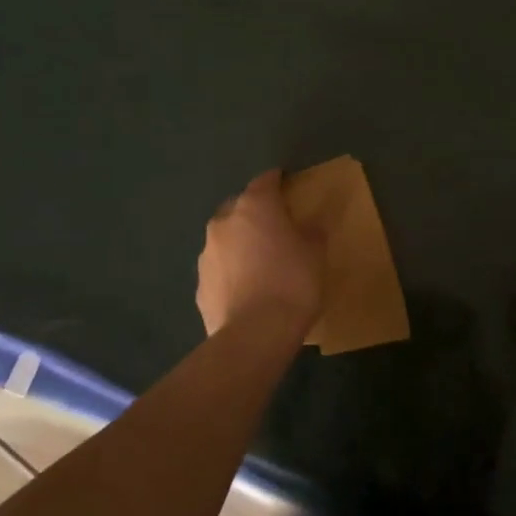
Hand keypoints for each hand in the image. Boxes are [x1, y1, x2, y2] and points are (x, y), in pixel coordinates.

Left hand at [197, 170, 323, 340]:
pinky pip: (219, 269)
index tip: (287, 183)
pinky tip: (246, 289)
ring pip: (225, 239)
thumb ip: (312, 231)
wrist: (255, 335)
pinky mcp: (199, 286)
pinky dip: (230, 272)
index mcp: (255, 207)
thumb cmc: (293, 282)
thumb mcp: (316, 252)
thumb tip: (310, 224)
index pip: (265, 181)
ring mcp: (206, 255)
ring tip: (259, 261)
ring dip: (239, 243)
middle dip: (254, 212)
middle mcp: (224, 223)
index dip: (277, 180)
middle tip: (274, 226)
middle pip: (239, 207)